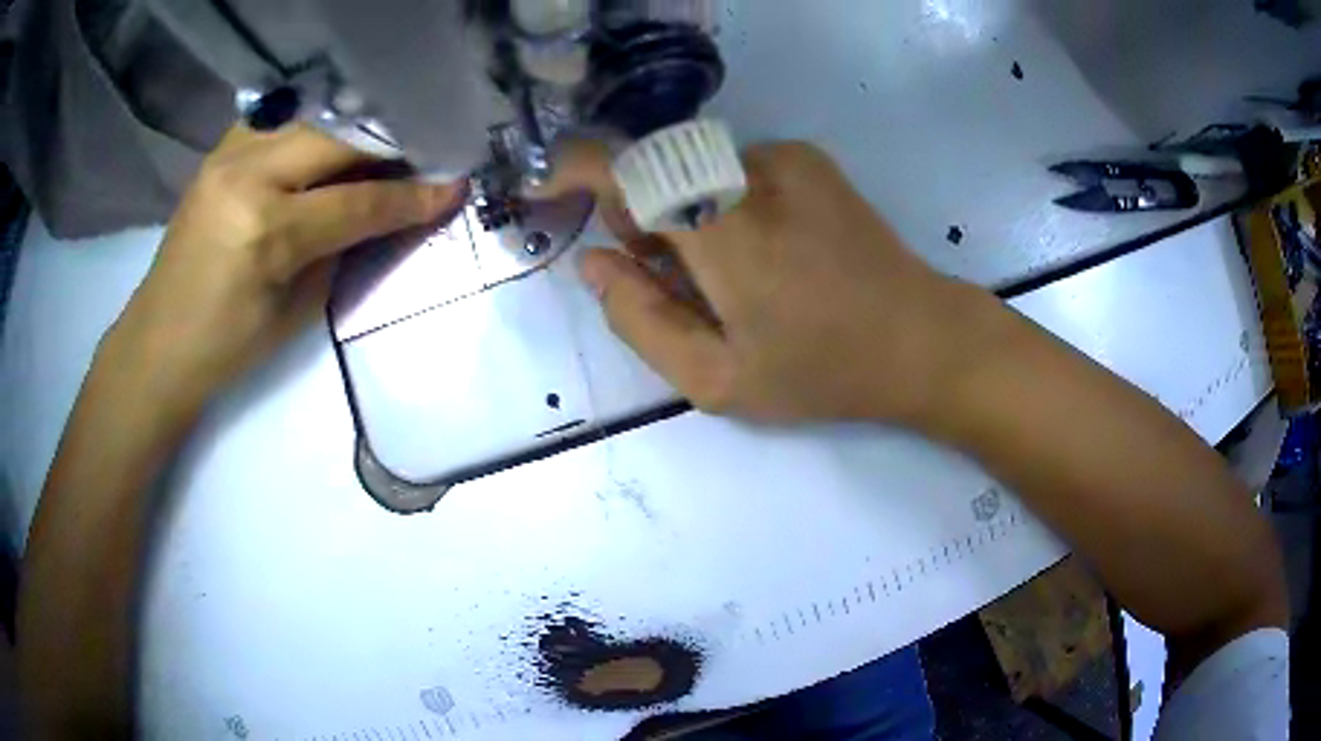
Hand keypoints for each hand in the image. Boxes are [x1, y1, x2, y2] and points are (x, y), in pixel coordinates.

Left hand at [109, 124, 463, 409]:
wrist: (158, 343)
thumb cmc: (227, 348)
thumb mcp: (297, 311)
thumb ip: (344, 250)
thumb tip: (389, 212)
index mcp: (266, 231)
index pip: (357, 202)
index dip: (412, 195)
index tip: (455, 185)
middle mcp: (247, 175)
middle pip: (339, 139)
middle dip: (390, 146)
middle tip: (425, 155)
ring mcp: (228, 155)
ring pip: (313, 119)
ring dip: (355, 131)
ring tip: (385, 146)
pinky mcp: (219, 151)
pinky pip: (281, 121)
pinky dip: (314, 127)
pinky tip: (330, 142)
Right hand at [546, 141, 1004, 425]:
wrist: (920, 337)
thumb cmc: (822, 370)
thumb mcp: (718, 381)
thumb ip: (641, 322)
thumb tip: (595, 265)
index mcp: (727, 231)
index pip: (626, 167)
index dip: (572, 170)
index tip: (546, 192)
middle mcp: (751, 172)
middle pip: (656, 172)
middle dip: (641, 220)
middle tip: (676, 281)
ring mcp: (786, 158)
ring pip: (694, 173)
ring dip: (685, 216)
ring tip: (732, 275)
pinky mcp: (808, 158)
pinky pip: (733, 171)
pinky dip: (724, 204)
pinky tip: (767, 251)